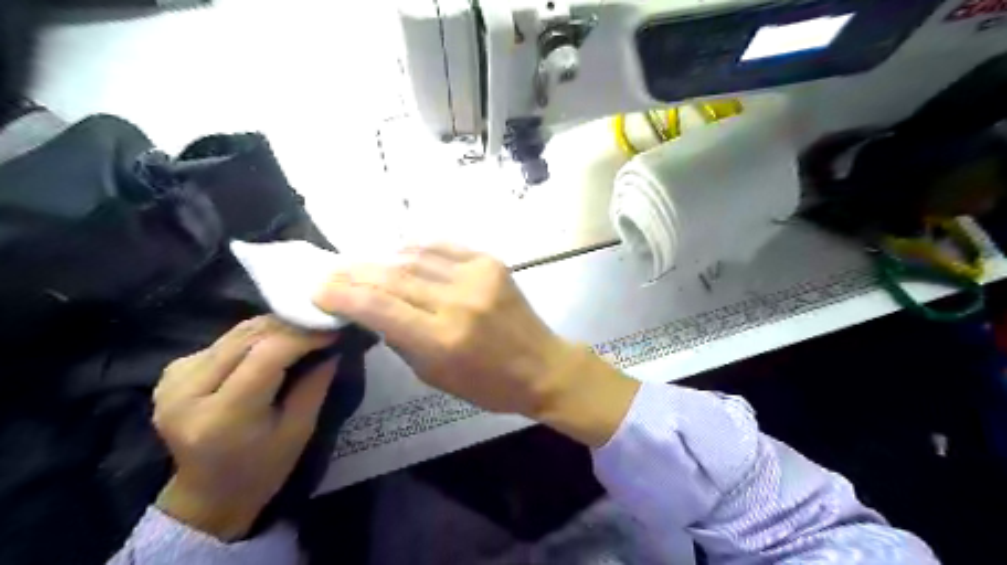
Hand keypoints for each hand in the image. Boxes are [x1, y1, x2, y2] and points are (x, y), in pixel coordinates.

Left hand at [151, 316, 334, 541]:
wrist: (207, 494)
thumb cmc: (262, 469)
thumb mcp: (300, 430)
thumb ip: (315, 384)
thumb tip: (335, 345)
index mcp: (222, 415)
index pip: (267, 355)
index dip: (303, 336)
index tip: (333, 329)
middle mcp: (188, 392)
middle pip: (248, 337)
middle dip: (291, 326)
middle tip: (323, 325)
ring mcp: (174, 380)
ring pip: (236, 333)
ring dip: (274, 327)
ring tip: (304, 331)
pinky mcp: (172, 372)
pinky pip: (224, 341)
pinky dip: (255, 337)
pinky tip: (273, 346)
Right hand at [315, 244, 635, 444]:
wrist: (542, 365)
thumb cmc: (487, 384)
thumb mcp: (434, 376)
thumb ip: (400, 340)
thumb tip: (372, 310)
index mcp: (442, 338)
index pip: (378, 307)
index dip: (342, 295)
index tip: (318, 290)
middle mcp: (457, 301)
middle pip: (392, 277)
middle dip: (354, 273)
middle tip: (332, 272)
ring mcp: (477, 276)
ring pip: (414, 257)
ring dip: (382, 259)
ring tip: (361, 263)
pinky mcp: (491, 262)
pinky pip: (442, 246)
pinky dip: (415, 248)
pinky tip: (400, 253)